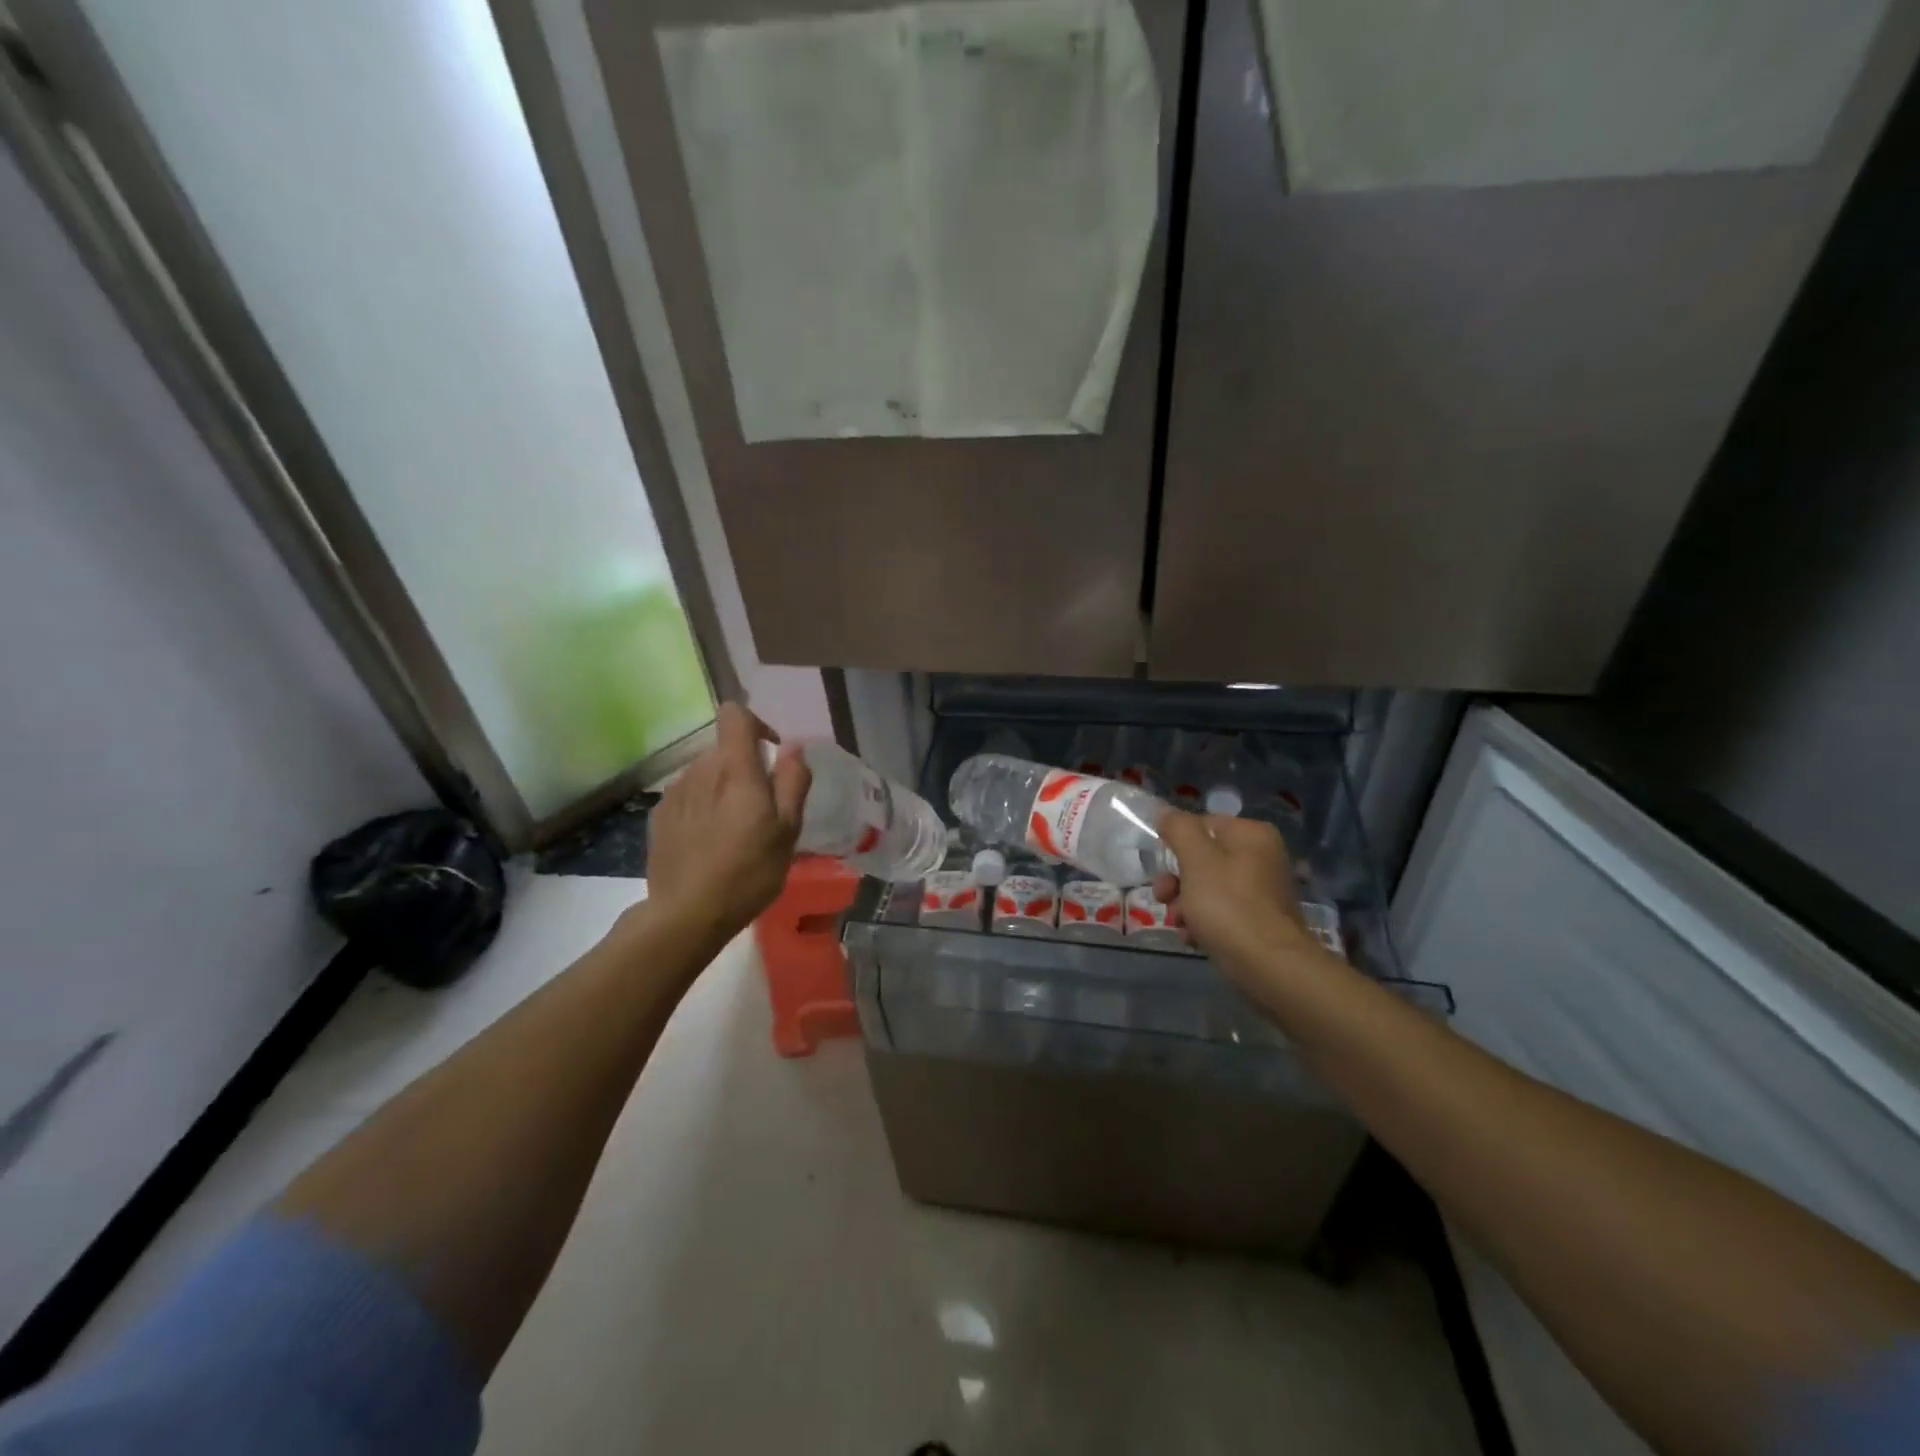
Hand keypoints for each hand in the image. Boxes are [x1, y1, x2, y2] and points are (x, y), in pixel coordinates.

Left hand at [643, 703, 810, 941]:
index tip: (772, 756)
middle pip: (724, 750)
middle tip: (761, 811)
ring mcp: (674, 792)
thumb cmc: (749, 871)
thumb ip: (792, 781)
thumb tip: (793, 748)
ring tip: (734, 831)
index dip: (757, 725)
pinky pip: (688, 797)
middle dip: (745, 768)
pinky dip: (702, 808)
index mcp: (734, 767)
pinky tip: (709, 843)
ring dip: (722, 789)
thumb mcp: (788, 829)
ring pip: (705, 774)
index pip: (735, 715)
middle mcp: (699, 770)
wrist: (687, 914)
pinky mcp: (659, 816)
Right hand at [1153, 812, 1322, 976]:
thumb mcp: (1196, 859)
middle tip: (1163, 896)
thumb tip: (1166, 812)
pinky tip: (1191, 938)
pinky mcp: (1258, 922)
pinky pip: (1221, 913)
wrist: (1269, 966)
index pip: (1203, 824)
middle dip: (1177, 880)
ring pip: (1207, 888)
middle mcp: (1261, 858)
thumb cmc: (1228, 905)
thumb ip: (1179, 829)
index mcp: (1252, 835)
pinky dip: (1202, 923)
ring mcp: (1261, 892)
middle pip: (1203, 859)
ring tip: (1178, 923)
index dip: (1177, 843)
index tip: (1161, 865)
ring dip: (1185, 904)